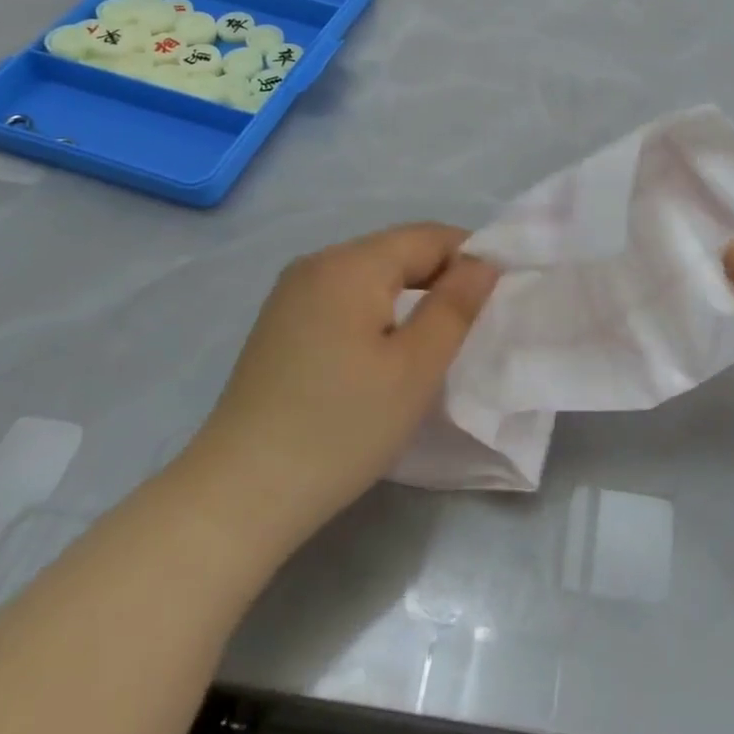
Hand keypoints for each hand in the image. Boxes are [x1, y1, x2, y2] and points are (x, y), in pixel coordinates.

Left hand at [181, 223, 498, 556]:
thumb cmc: (341, 428)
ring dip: (408, 297)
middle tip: (468, 328)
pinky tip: (381, 353)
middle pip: (397, 251)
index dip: (470, 258)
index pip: (428, 236)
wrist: (238, 496)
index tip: (495, 300)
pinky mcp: (279, 324)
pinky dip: (375, 313)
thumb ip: (456, 306)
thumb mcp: (416, 368)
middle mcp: (317, 263)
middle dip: (440, 278)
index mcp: (350, 263)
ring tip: (431, 342)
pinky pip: (343, 298)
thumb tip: (484, 262)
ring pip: (370, 275)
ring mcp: (291, 293)